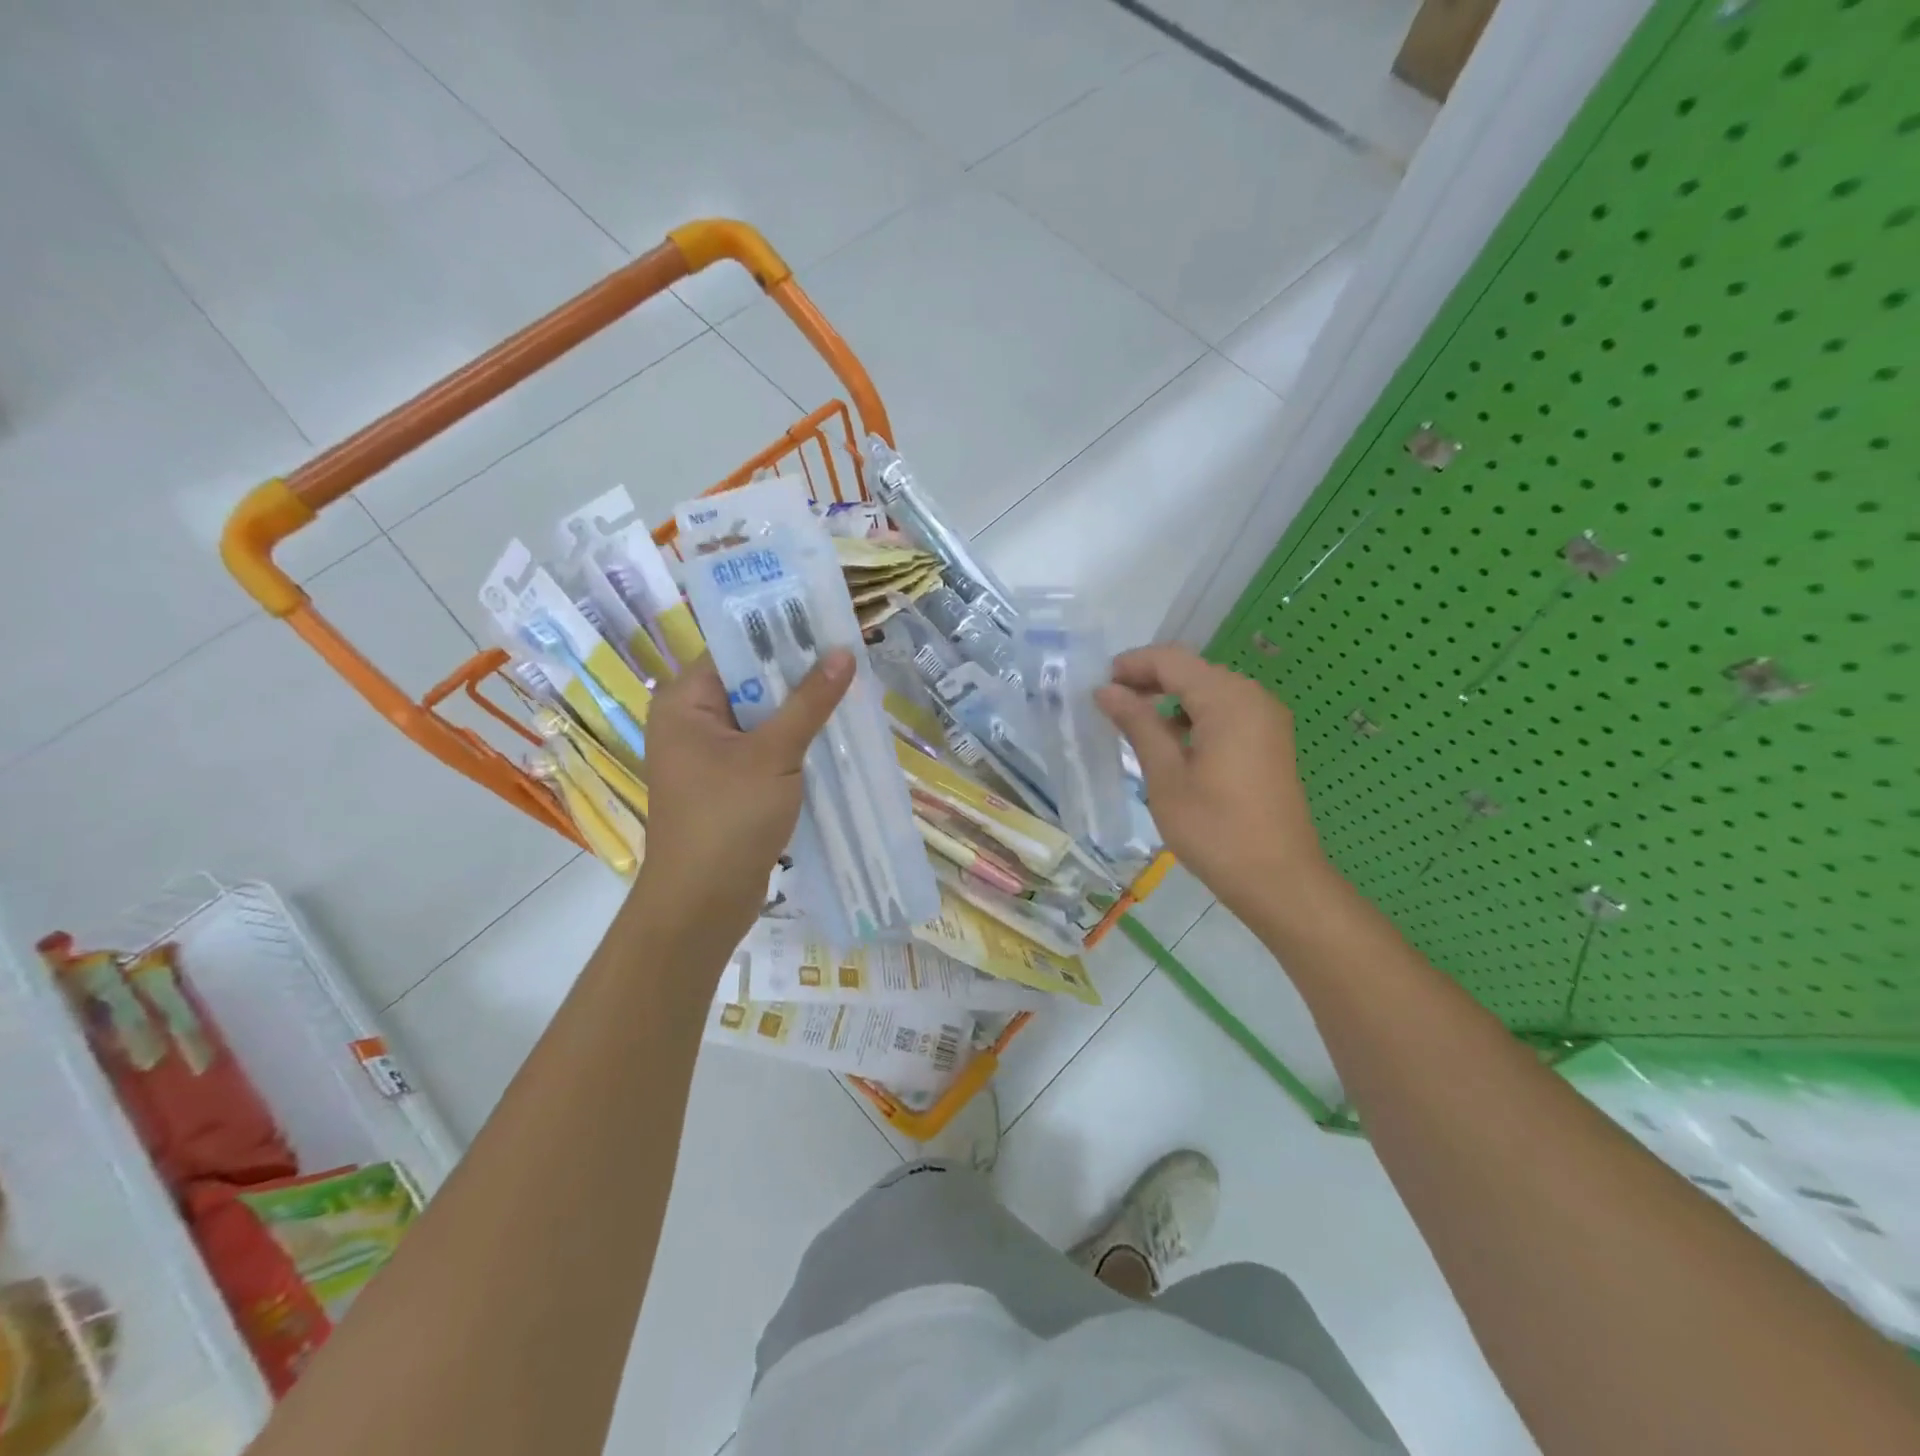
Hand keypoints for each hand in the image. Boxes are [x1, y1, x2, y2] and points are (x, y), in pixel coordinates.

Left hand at [634, 650, 853, 941]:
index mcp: (685, 702)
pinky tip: (833, 735)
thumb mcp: (774, 753)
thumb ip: (809, 702)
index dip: (780, 636)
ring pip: (762, 717)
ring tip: (850, 691)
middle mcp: (691, 721)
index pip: (735, 649)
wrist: (703, 903)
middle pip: (751, 682)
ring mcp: (709, 755)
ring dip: (801, 711)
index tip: (827, 626)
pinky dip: (794, 742)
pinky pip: (765, 748)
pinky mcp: (728, 783)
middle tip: (849, 657)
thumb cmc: (728, 818)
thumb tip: (844, 652)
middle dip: (798, 675)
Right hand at [1095, 645, 1328, 921]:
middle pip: (1192, 671)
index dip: (1132, 665)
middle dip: (1149, 680)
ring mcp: (1266, 719)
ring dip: (1170, 699)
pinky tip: (1171, 743)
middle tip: (1110, 705)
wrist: (1279, 880)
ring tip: (1133, 724)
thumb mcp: (1166, 776)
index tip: (1098, 685)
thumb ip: (1137, 725)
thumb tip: (1107, 690)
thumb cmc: (1215, 829)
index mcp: (1228, 700)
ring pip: (1208, 691)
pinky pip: (1225, 712)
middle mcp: (1252, 697)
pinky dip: (1194, 717)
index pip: (1171, 660)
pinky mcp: (1270, 741)